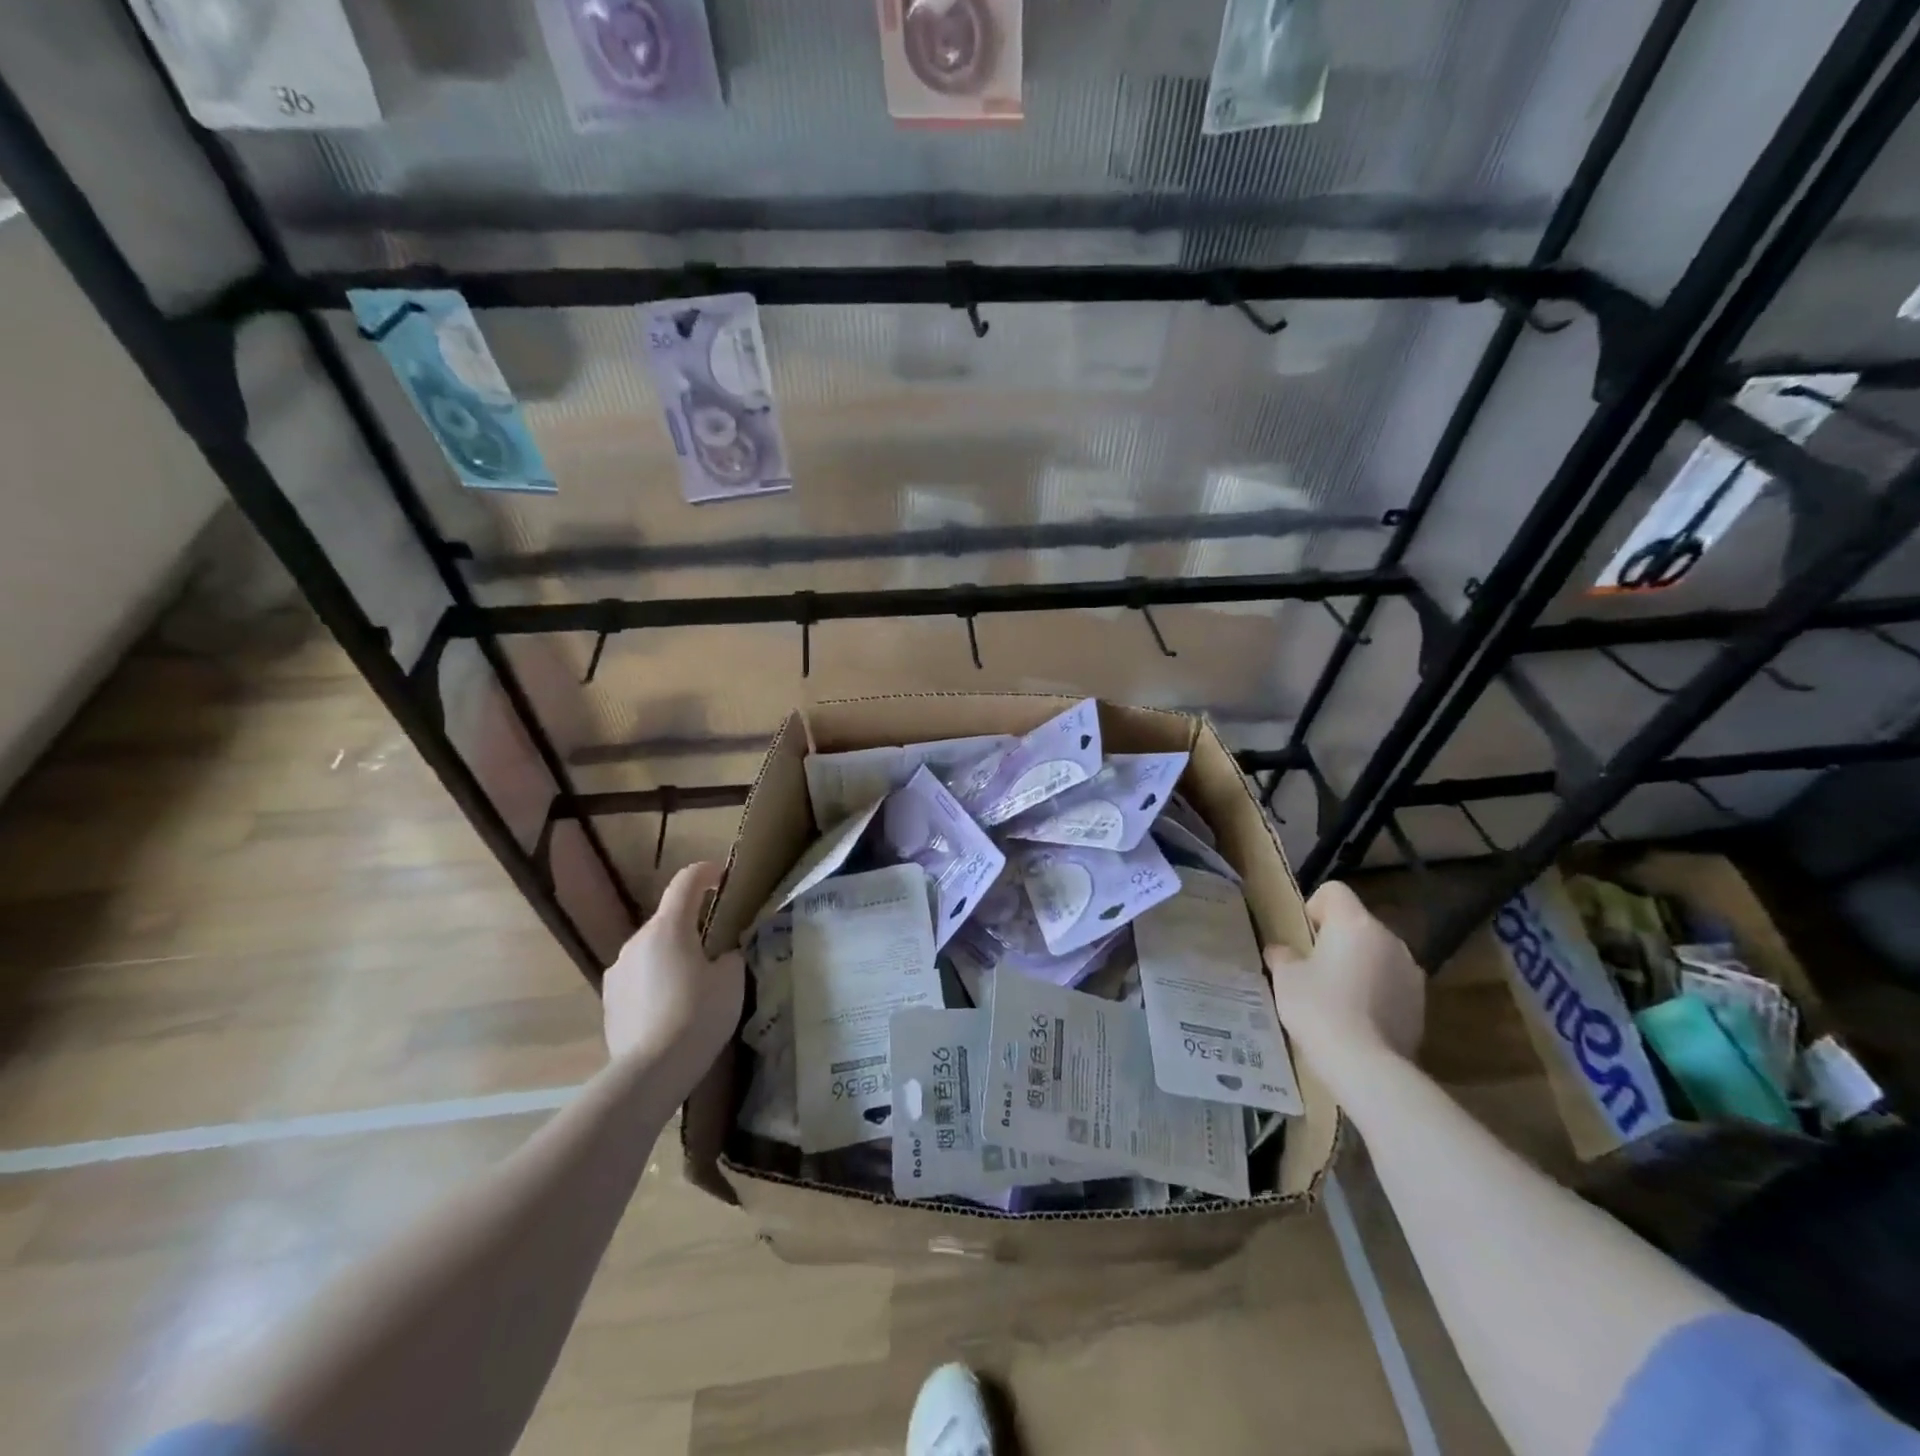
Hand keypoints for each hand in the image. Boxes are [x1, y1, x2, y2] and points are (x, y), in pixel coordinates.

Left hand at [602, 861, 743, 1069]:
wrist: (651, 1071)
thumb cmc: (698, 1015)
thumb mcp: (732, 980)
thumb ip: (728, 957)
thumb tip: (721, 955)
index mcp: (669, 927)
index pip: (686, 882)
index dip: (705, 873)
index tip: (721, 877)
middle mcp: (637, 941)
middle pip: (668, 920)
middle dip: (691, 926)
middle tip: (715, 949)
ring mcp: (618, 971)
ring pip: (651, 950)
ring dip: (671, 956)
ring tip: (692, 986)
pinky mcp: (609, 1000)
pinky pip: (638, 977)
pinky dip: (655, 981)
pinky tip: (670, 1010)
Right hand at [1264, 881, 1424, 1066]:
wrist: (1367, 1065)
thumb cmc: (1319, 1008)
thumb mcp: (1285, 978)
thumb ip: (1283, 956)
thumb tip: (1281, 950)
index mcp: (1354, 923)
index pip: (1334, 891)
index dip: (1314, 907)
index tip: (1303, 938)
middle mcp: (1389, 937)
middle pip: (1357, 924)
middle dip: (1337, 940)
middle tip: (1314, 970)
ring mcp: (1411, 970)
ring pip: (1376, 954)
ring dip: (1359, 965)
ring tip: (1338, 998)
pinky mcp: (1422, 1002)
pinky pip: (1392, 983)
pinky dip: (1376, 991)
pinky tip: (1359, 1019)